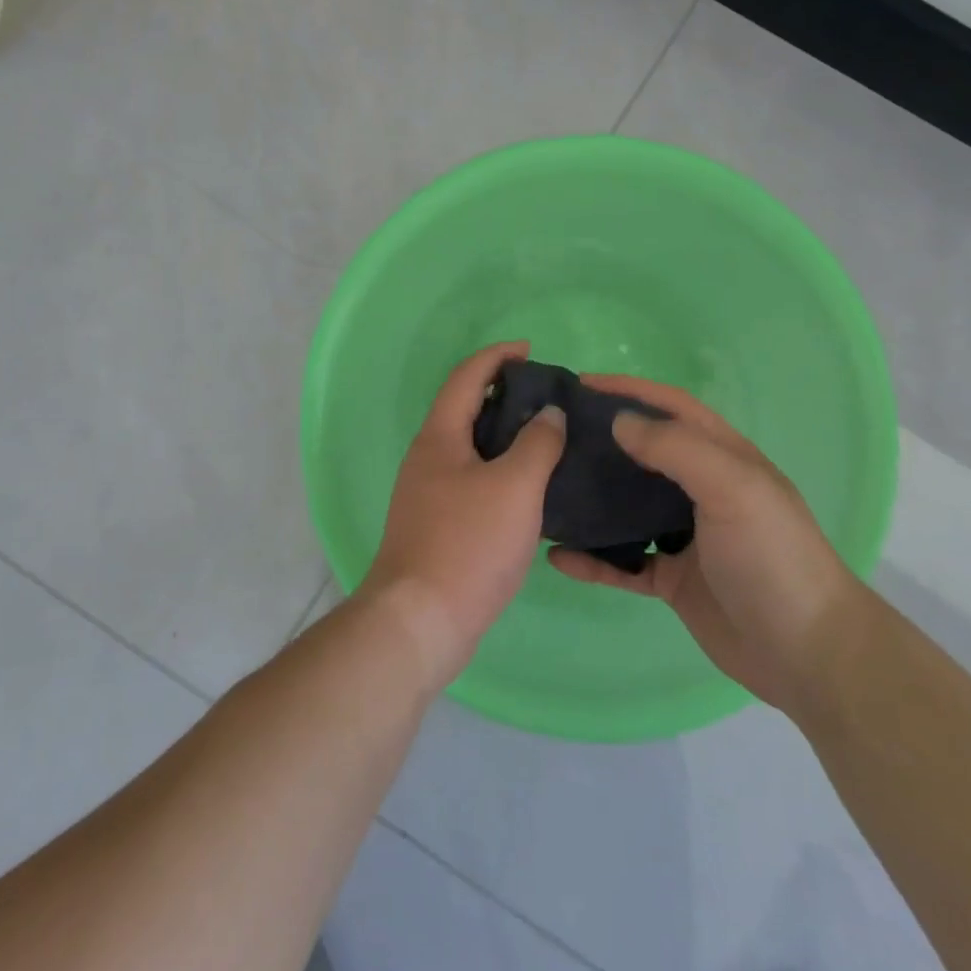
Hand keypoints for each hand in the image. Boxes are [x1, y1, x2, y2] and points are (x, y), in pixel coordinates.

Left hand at [360, 342, 565, 691]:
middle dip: (502, 394)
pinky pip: (472, 478)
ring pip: (469, 447)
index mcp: (439, 438)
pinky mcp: (436, 523)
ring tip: (545, 436)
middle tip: (546, 396)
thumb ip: (537, 443)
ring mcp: (428, 493)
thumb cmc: (468, 544)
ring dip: (503, 433)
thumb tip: (549, 414)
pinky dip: (499, 468)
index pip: (466, 378)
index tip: (530, 350)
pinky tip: (528, 486)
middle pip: (464, 409)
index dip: (496, 357)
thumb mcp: (514, 487)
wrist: (421, 620)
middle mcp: (427, 458)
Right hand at [547, 375, 860, 721]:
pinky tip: (558, 557)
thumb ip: (677, 449)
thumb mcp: (733, 488)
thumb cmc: (772, 556)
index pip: (670, 408)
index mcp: (723, 457)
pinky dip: (594, 560)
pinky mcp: (672, 579)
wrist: (807, 653)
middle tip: (550, 436)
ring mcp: (685, 537)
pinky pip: (623, 563)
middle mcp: (701, 490)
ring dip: (592, 498)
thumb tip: (620, 421)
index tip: (579, 384)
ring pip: (627, 507)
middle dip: (601, 439)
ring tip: (545, 488)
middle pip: (642, 454)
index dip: (629, 390)